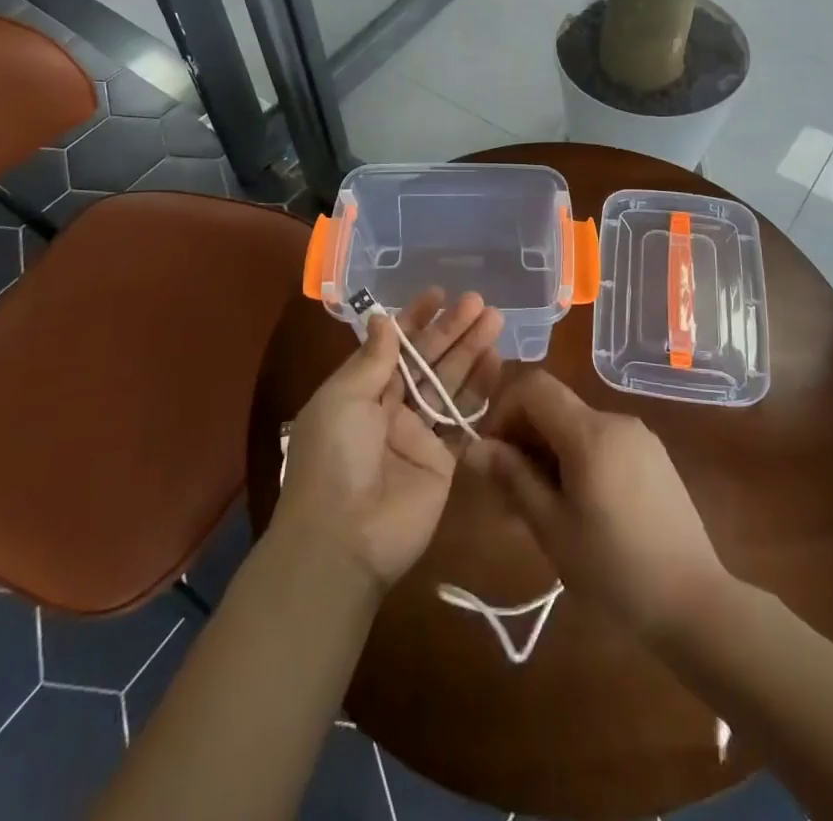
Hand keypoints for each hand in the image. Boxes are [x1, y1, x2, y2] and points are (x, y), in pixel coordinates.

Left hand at [273, 291, 503, 592]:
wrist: (344, 540)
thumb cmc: (334, 458)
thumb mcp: (342, 399)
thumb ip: (371, 360)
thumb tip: (383, 318)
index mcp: (361, 390)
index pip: (393, 345)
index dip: (415, 319)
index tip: (439, 294)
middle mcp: (392, 407)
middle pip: (428, 360)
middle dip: (453, 330)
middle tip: (481, 302)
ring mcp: (420, 435)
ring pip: (450, 384)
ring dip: (471, 353)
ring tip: (496, 321)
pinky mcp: (444, 461)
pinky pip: (465, 420)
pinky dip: (481, 392)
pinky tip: (498, 364)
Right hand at [462, 369, 728, 642]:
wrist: (696, 604)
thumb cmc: (615, 570)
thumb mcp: (552, 528)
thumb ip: (512, 479)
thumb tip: (474, 447)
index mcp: (590, 432)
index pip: (533, 387)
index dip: (503, 412)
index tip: (494, 458)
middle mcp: (616, 421)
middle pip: (554, 407)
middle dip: (523, 440)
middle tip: (509, 496)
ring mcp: (640, 437)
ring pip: (576, 427)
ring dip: (548, 454)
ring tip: (540, 511)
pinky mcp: (654, 457)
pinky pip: (602, 443)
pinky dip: (578, 461)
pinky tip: (578, 509)